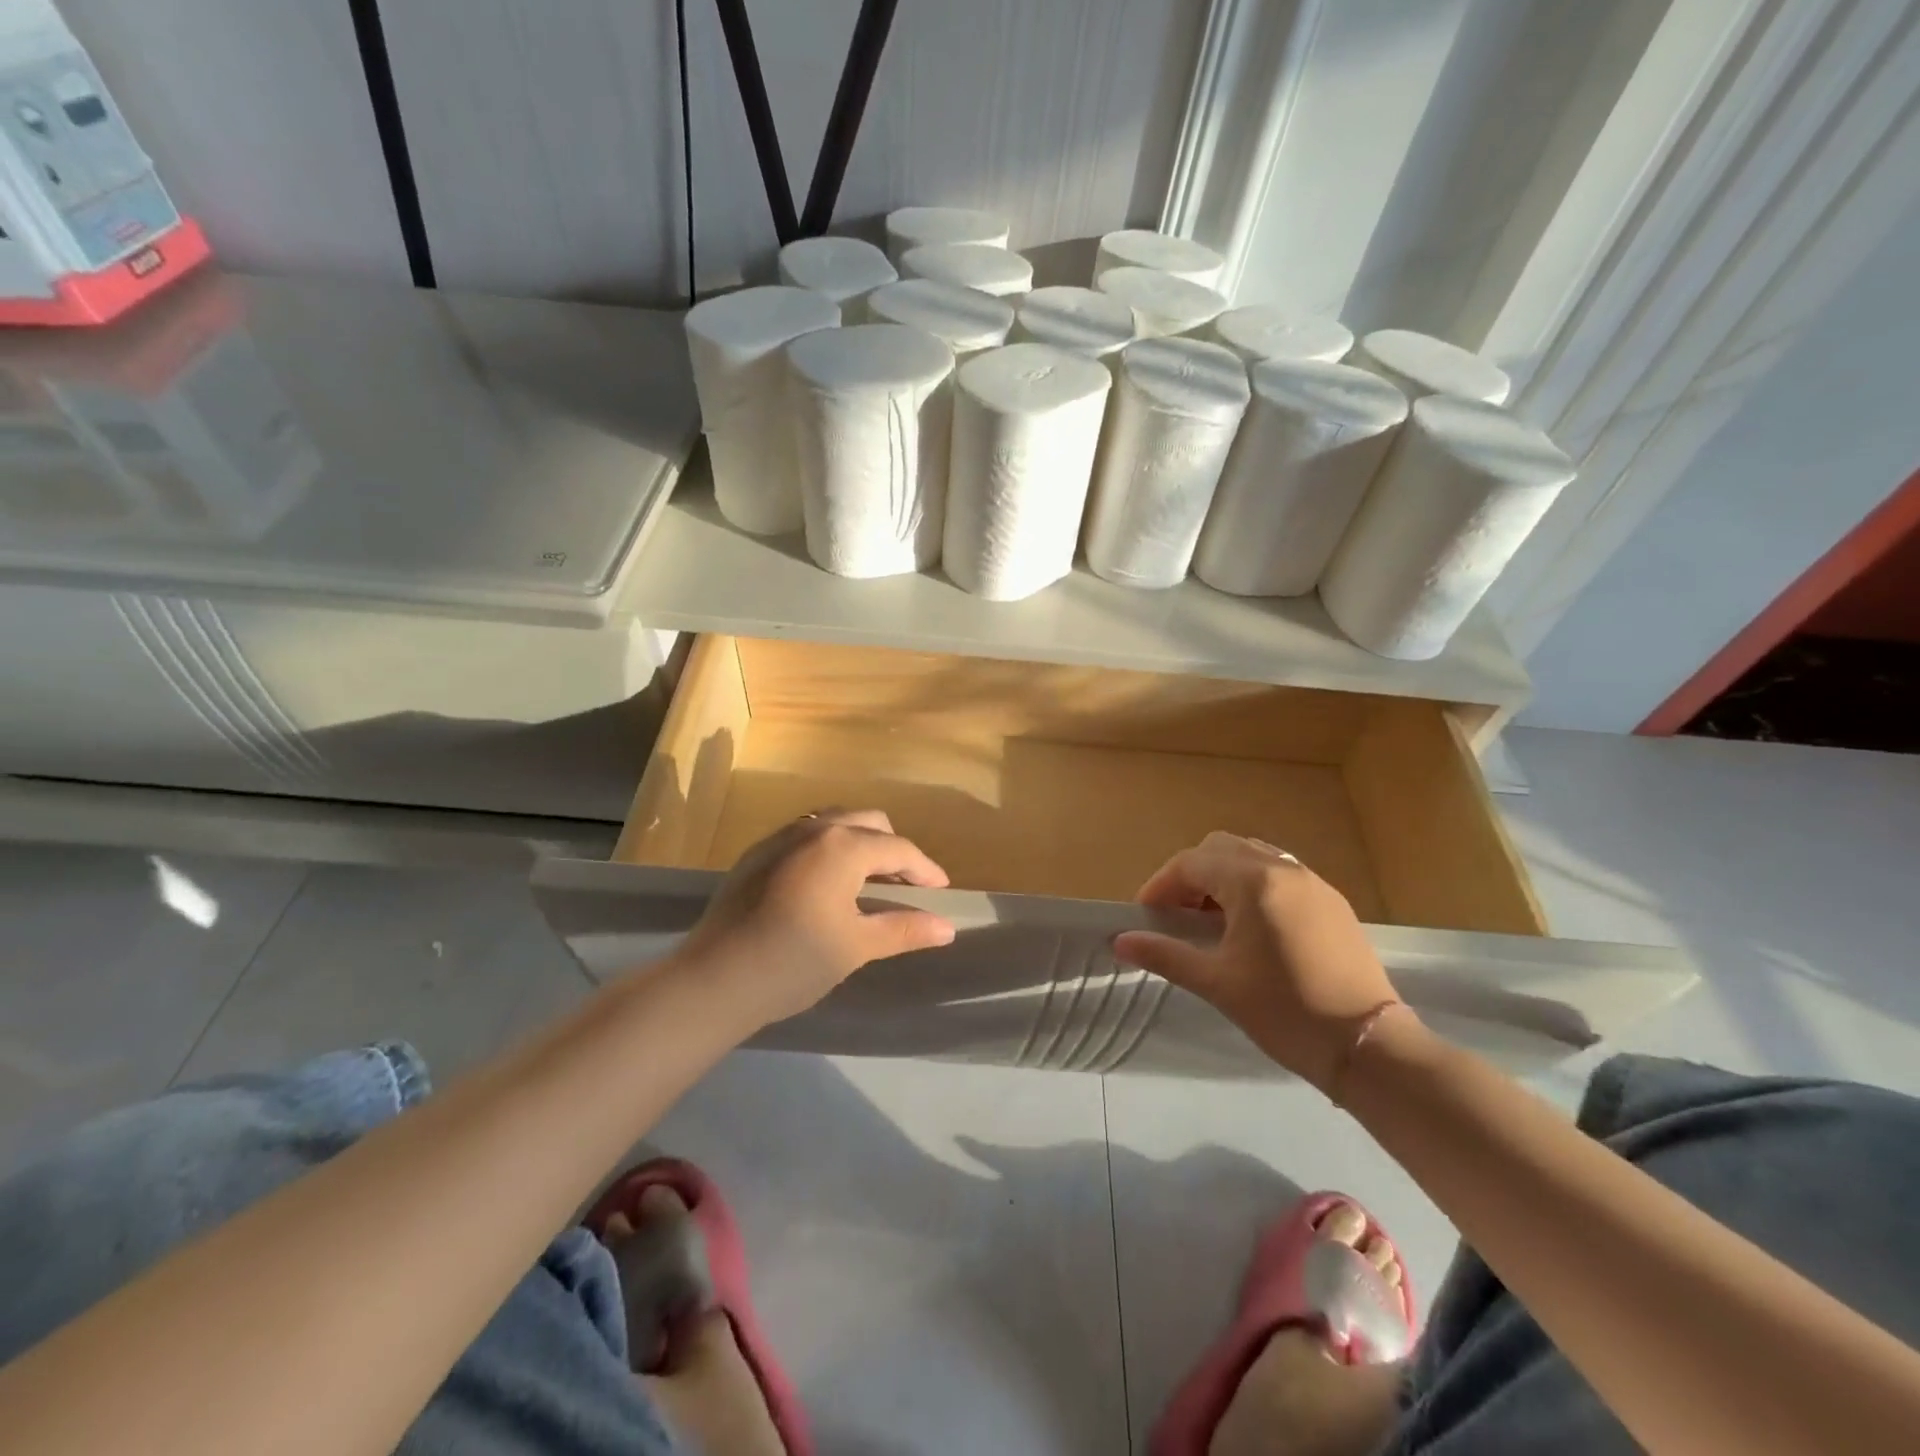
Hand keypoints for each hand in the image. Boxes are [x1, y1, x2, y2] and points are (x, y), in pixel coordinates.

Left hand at [683, 809, 955, 1025]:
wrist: (714, 980)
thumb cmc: (794, 962)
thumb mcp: (856, 946)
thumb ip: (904, 930)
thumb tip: (948, 929)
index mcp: (843, 846)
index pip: (898, 849)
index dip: (925, 869)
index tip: (942, 890)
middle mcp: (813, 829)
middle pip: (869, 822)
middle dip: (893, 849)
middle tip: (906, 885)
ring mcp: (780, 837)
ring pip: (835, 823)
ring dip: (860, 843)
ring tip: (868, 881)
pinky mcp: (756, 853)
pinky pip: (806, 836)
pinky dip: (829, 849)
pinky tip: (826, 884)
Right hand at [1112, 832, 1400, 1090]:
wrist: (1370, 1047)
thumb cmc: (1285, 1012)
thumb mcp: (1217, 983)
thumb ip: (1165, 954)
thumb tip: (1120, 941)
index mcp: (1252, 882)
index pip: (1190, 863)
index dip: (1160, 886)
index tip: (1145, 917)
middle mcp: (1283, 869)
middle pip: (1221, 848)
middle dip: (1191, 875)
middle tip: (1177, 916)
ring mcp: (1313, 883)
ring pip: (1253, 857)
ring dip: (1223, 877)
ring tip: (1212, 921)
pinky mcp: (1333, 902)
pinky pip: (1281, 875)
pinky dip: (1254, 887)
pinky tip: (1252, 929)